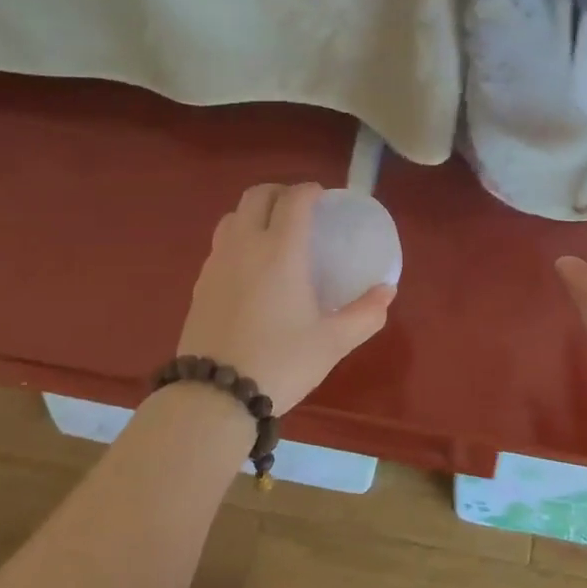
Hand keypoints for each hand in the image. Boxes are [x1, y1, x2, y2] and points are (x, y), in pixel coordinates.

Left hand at [176, 182, 395, 413]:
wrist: (214, 396)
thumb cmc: (281, 362)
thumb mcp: (332, 342)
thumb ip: (365, 314)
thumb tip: (387, 291)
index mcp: (281, 251)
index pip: (293, 200)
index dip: (309, 191)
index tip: (323, 198)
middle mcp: (245, 246)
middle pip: (256, 196)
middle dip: (279, 192)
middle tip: (299, 209)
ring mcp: (217, 263)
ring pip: (233, 217)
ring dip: (254, 213)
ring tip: (272, 234)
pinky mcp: (199, 284)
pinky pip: (220, 245)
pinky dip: (238, 240)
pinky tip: (250, 269)